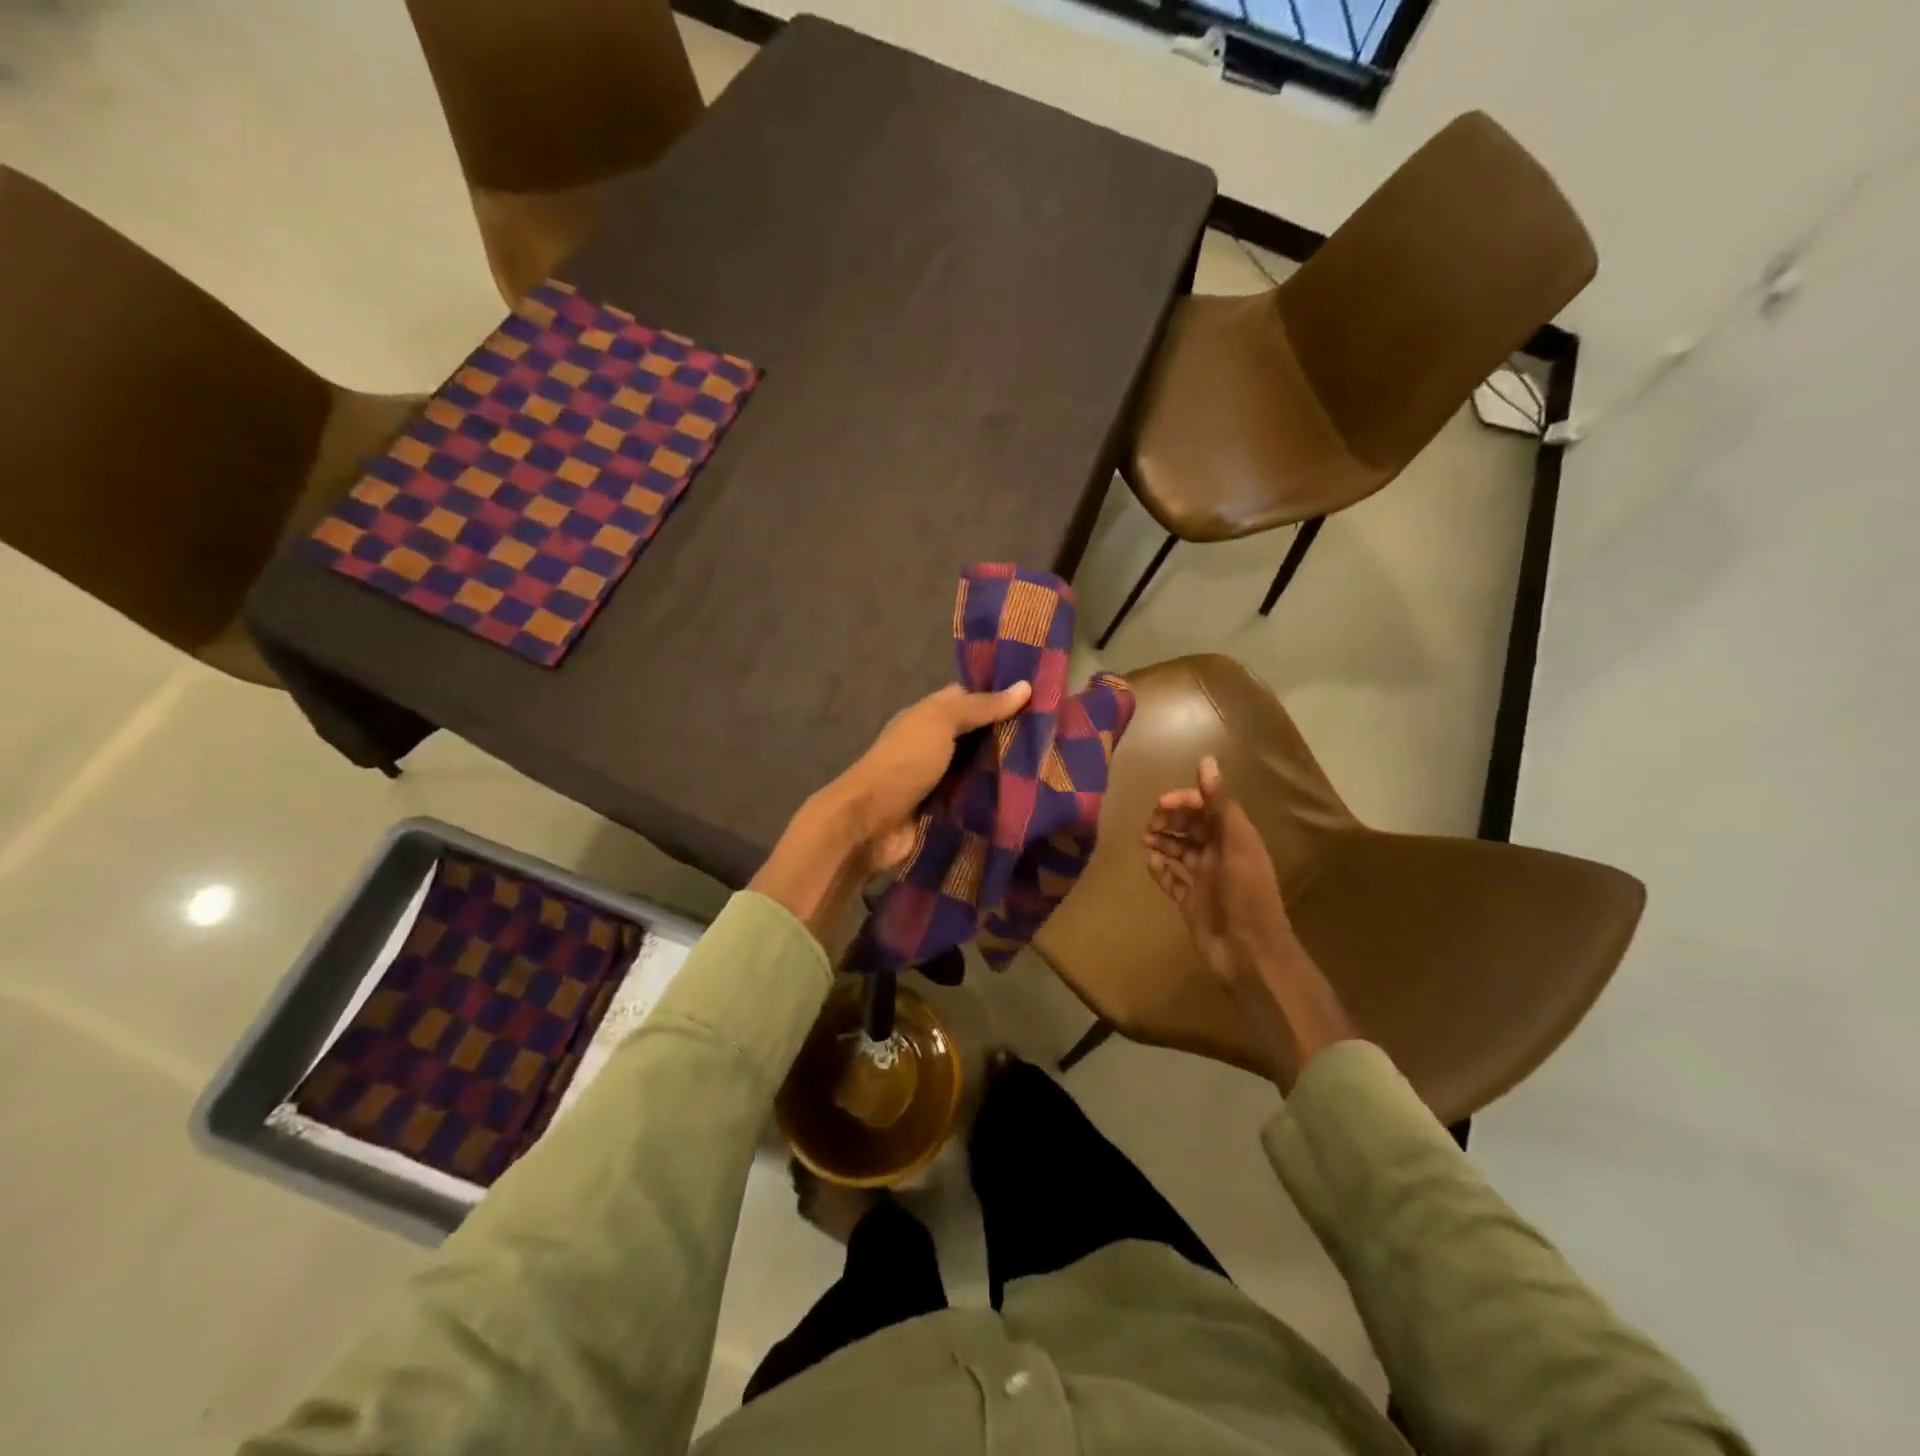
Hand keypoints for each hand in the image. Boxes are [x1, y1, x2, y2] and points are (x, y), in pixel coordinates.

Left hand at [751, 681, 1030, 946]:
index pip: (969, 699)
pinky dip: (996, 801)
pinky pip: (975, 801)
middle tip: (1057, 738)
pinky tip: (1029, 801)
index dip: (1000, 696)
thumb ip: (980, 706)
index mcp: (927, 717)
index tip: (1042, 698)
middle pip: (977, 737)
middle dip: (1010, 737)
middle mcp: (933, 745)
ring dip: (1007, 772)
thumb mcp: (940, 723)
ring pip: (979, 770)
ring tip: (1053, 769)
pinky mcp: (944, 812)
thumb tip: (1025, 686)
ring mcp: (938, 781)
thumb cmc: (904, 763)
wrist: (869, 824)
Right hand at [1144, 756, 1352, 1089]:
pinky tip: (1150, 864)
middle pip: (1191, 827)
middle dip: (1170, 820)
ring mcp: (1204, 880)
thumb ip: (1219, 803)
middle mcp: (1219, 855)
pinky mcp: (1191, 903)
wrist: (1249, 954)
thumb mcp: (1235, 843)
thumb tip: (1206, 761)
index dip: (1185, 801)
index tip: (1162, 805)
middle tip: (1150, 824)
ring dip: (1162, 842)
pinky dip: (1160, 870)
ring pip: (1179, 852)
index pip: (1207, 807)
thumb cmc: (1245, 894)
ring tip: (1145, 840)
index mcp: (1234, 838)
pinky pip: (1171, 881)